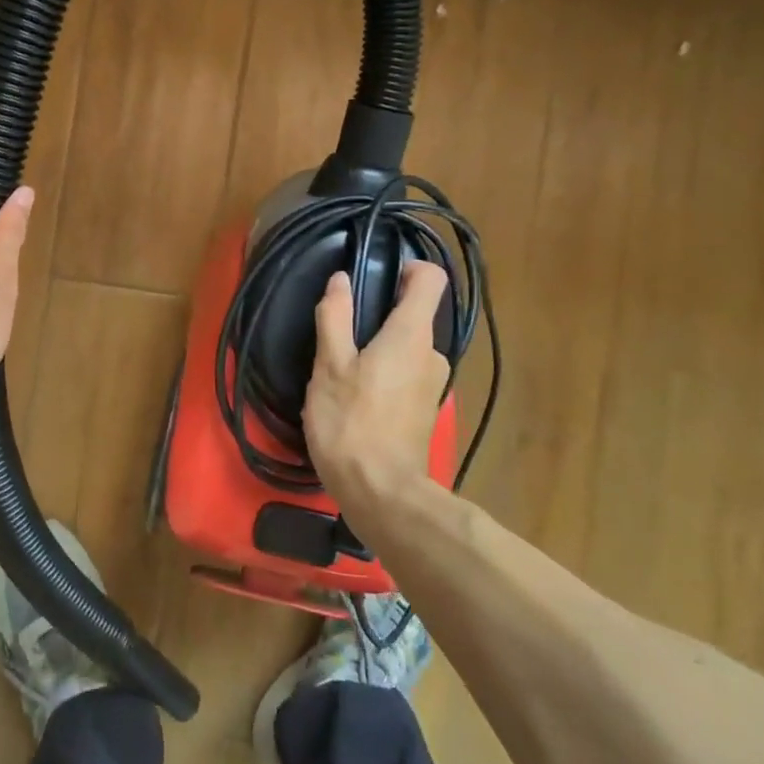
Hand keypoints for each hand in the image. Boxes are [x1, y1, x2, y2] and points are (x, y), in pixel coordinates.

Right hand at [303, 261, 451, 522]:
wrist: (381, 494)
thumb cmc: (351, 423)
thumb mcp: (329, 366)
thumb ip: (335, 318)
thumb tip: (340, 280)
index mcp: (412, 335)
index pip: (431, 279)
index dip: (409, 268)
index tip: (379, 276)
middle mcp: (433, 354)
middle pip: (415, 316)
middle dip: (381, 316)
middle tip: (341, 334)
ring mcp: (433, 385)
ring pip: (408, 349)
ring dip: (380, 349)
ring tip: (342, 370)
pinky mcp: (426, 411)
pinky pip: (407, 375)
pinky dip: (386, 374)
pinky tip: (356, 398)